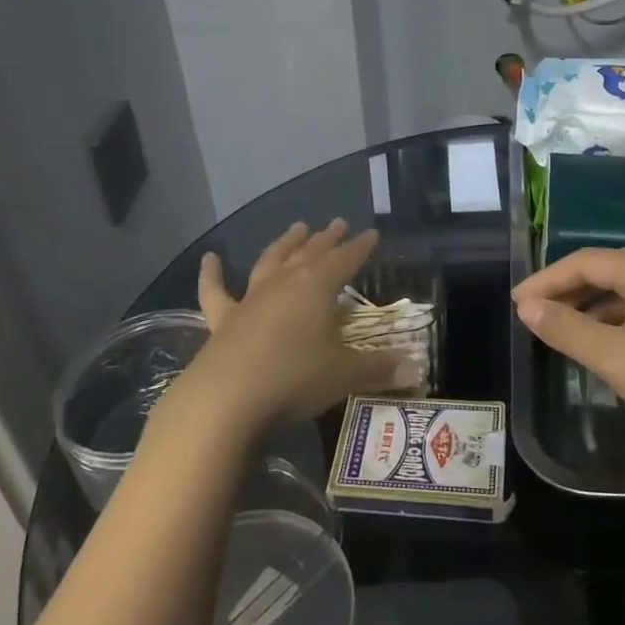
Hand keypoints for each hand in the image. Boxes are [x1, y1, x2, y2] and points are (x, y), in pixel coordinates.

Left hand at [183, 220, 398, 434]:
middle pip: (310, 253)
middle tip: (337, 223)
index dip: (360, 247)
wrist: (226, 400)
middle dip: (327, 239)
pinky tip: (210, 258)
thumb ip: (378, 369)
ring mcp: (251, 300)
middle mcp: (284, 284)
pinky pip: (216, 291)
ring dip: (285, 244)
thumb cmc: (294, 379)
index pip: (345, 260)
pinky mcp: (223, 321)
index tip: (371, 234)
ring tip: (297, 228)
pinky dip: (212, 274)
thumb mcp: (344, 375)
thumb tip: (415, 369)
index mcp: (317, 287)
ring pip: (271, 261)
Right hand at [512, 247, 624, 451]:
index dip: (547, 278)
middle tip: (534, 311)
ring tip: (561, 327)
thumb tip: (527, 307)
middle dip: (566, 287)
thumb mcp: (613, 356)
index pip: (585, 261)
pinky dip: (613, 320)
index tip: (517, 302)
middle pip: (605, 270)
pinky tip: (604, 345)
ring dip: (589, 304)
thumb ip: (567, 328)